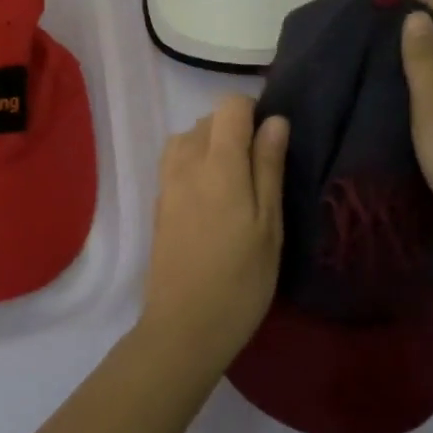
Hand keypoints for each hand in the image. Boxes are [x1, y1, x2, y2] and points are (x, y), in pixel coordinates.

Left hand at [137, 95, 288, 376]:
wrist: (183, 327)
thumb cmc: (239, 279)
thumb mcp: (269, 225)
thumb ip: (269, 167)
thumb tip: (275, 120)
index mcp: (218, 162)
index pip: (230, 105)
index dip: (253, 113)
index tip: (270, 143)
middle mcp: (186, 160)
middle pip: (209, 119)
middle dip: (235, 132)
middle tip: (259, 175)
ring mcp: (167, 179)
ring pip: (190, 137)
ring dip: (213, 147)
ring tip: (235, 187)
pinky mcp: (158, 199)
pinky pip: (177, 160)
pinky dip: (195, 164)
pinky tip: (212, 200)